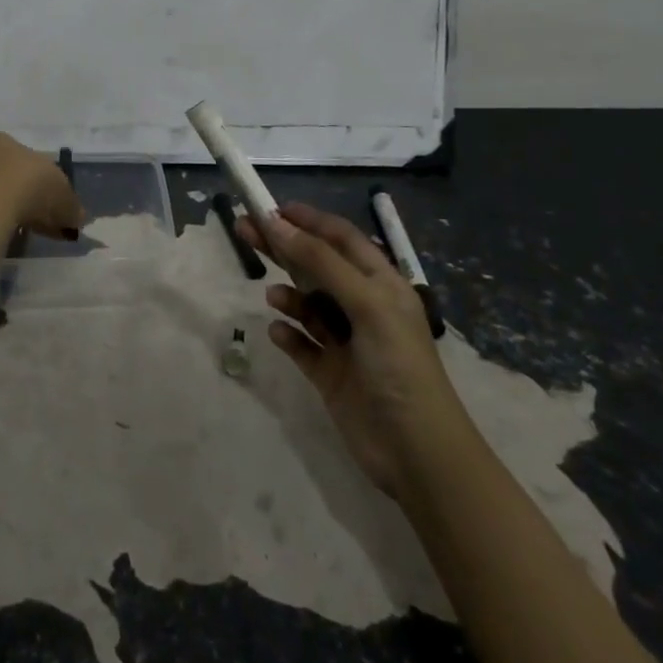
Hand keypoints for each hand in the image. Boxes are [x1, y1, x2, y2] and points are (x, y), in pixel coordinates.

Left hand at [0, 132, 84, 239]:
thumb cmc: (28, 187)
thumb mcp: (62, 195)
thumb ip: (71, 205)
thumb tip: (78, 217)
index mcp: (3, 141)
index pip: (23, 161)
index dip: (38, 185)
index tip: (47, 208)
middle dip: (15, 199)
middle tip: (30, 226)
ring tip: (7, 237)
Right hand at [238, 202, 461, 499]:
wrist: (418, 454)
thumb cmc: (398, 366)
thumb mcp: (365, 303)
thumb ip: (320, 261)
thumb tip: (276, 222)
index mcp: (381, 284)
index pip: (341, 238)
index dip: (308, 220)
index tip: (271, 209)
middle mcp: (363, 307)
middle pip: (316, 265)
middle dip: (284, 247)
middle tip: (244, 231)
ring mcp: (346, 342)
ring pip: (308, 305)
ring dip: (289, 296)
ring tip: (273, 297)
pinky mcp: (331, 374)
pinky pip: (302, 345)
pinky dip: (289, 335)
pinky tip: (279, 333)